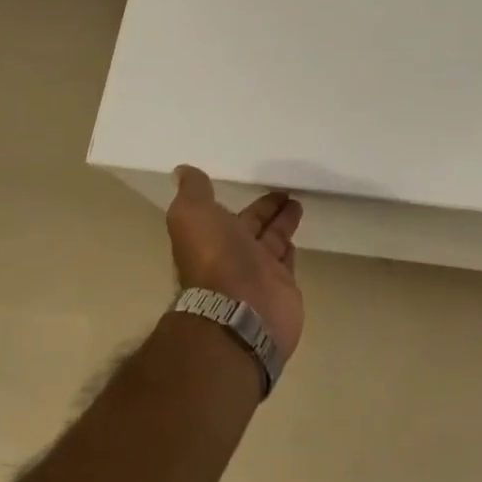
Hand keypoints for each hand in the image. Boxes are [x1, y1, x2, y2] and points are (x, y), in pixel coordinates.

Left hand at [166, 165, 305, 353]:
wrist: (241, 310)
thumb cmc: (216, 259)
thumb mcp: (193, 215)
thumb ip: (193, 192)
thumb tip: (183, 171)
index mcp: (211, 237)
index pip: (229, 214)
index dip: (243, 200)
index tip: (259, 183)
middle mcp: (234, 255)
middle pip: (254, 226)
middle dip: (268, 209)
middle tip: (288, 191)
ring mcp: (259, 272)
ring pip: (273, 241)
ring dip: (283, 223)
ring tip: (298, 203)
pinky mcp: (283, 286)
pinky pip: (287, 262)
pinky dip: (290, 248)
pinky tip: (298, 237)